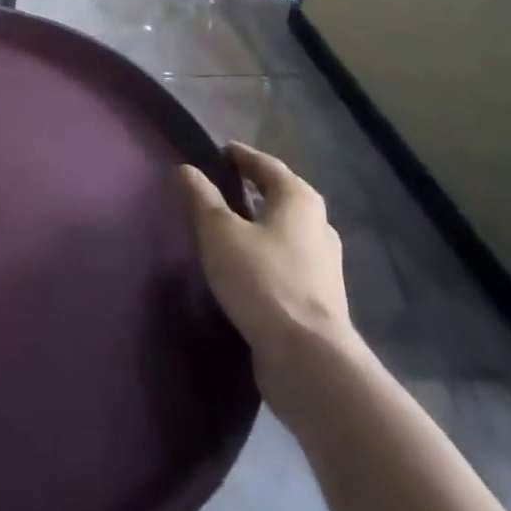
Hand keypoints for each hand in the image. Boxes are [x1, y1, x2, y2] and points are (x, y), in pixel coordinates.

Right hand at [178, 142, 359, 388]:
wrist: (309, 359)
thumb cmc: (262, 280)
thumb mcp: (219, 232)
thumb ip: (202, 197)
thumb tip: (187, 169)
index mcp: (298, 199)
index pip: (267, 165)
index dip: (242, 156)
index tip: (220, 151)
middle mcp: (318, 225)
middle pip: (281, 196)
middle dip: (254, 189)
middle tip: (222, 185)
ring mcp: (323, 264)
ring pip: (286, 231)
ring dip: (260, 224)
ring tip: (229, 225)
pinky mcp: (319, 298)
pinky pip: (287, 261)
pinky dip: (266, 253)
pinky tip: (246, 265)